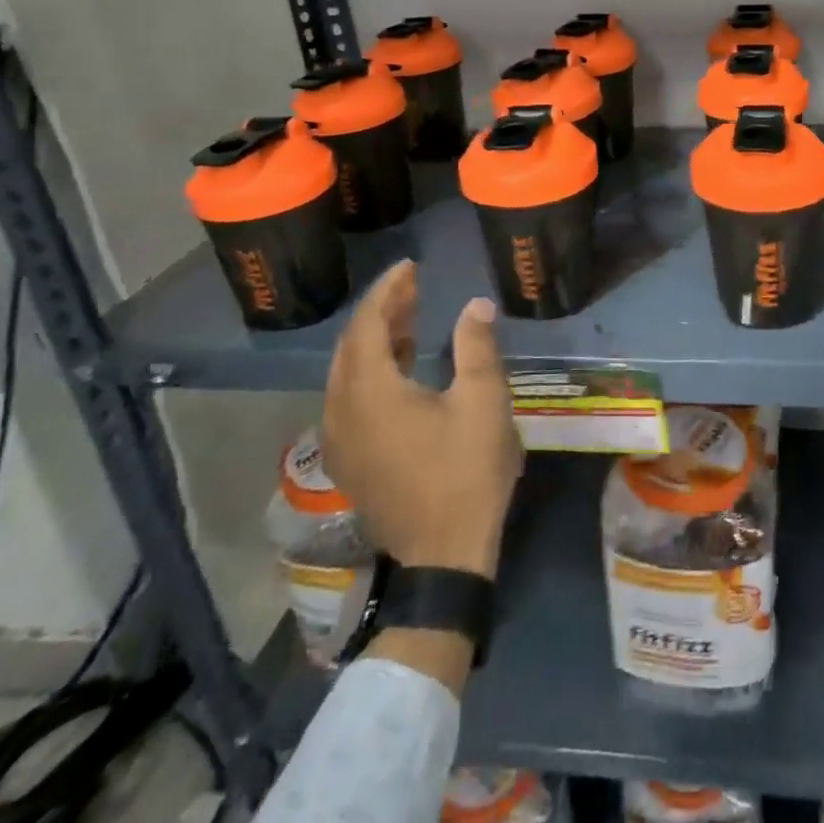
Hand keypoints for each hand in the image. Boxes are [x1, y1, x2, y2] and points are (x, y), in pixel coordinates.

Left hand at [322, 260, 523, 579]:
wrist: (444, 556)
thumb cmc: (466, 472)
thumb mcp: (483, 402)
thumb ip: (476, 346)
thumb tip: (475, 305)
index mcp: (370, 392)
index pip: (368, 324)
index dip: (388, 290)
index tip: (410, 266)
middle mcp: (342, 411)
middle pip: (351, 346)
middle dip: (380, 311)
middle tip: (413, 288)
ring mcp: (340, 440)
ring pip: (346, 373)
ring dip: (375, 340)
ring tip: (410, 318)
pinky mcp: (349, 461)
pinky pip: (349, 398)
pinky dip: (370, 371)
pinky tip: (401, 367)